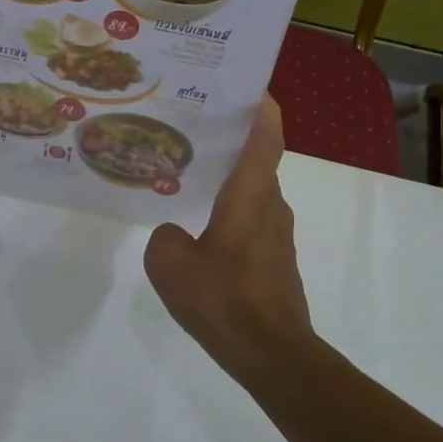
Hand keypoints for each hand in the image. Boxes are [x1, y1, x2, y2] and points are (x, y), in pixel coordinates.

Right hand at [144, 97, 319, 378]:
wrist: (273, 356)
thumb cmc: (224, 300)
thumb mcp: (170, 265)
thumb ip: (165, 237)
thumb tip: (175, 234)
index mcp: (251, 195)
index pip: (266, 136)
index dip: (261, 106)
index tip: (248, 85)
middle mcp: (271, 206)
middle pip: (257, 160)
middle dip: (231, 140)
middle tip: (192, 127)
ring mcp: (277, 235)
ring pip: (253, 192)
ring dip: (229, 179)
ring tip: (188, 175)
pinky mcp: (276, 261)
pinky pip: (252, 220)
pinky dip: (231, 211)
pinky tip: (200, 228)